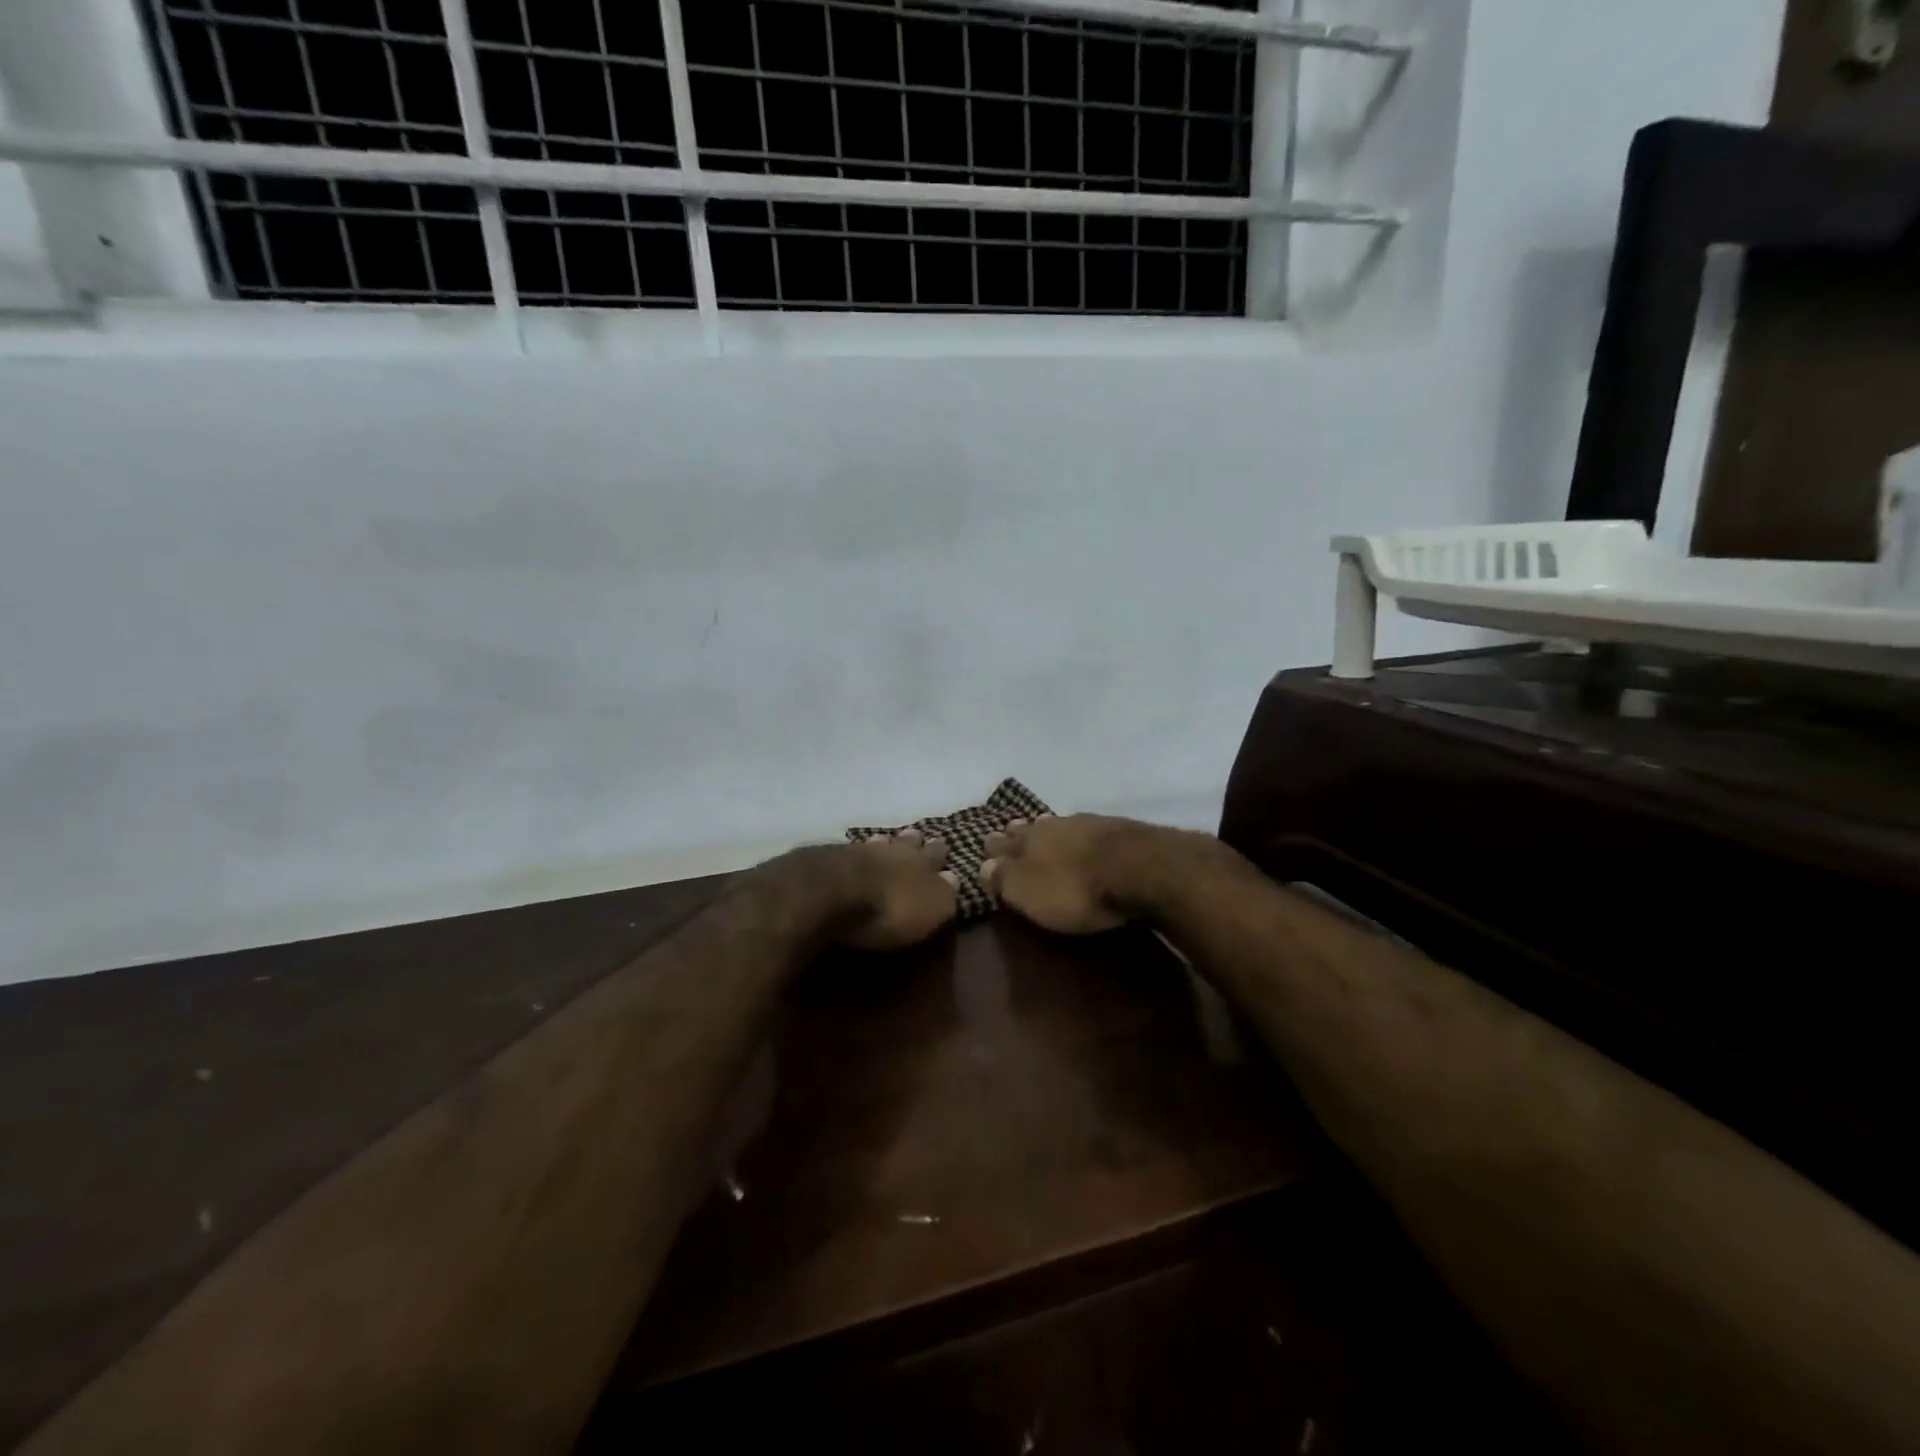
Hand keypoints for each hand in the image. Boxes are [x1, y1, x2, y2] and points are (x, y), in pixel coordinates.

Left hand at [835, 829, 960, 950]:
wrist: (836, 891)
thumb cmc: (892, 907)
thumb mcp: (932, 908)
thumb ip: (945, 894)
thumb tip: (954, 878)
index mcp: (924, 863)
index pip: (937, 854)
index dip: (941, 852)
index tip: (944, 845)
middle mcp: (896, 851)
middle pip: (909, 842)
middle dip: (916, 841)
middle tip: (919, 836)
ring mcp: (863, 850)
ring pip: (881, 842)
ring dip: (886, 842)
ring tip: (887, 840)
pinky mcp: (834, 858)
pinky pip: (853, 850)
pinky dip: (858, 852)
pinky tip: (856, 852)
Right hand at [980, 814, 1138, 935]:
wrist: (1138, 867)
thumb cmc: (1075, 890)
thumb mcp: (1030, 894)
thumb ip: (1005, 879)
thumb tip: (983, 866)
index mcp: (1025, 844)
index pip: (1001, 844)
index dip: (993, 848)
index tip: (986, 846)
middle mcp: (1050, 827)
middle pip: (1028, 828)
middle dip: (1016, 832)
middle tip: (1009, 832)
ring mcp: (1083, 823)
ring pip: (1056, 823)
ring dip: (1046, 828)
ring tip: (1041, 829)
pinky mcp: (1114, 827)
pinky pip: (1085, 827)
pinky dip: (1078, 833)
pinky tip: (1082, 836)